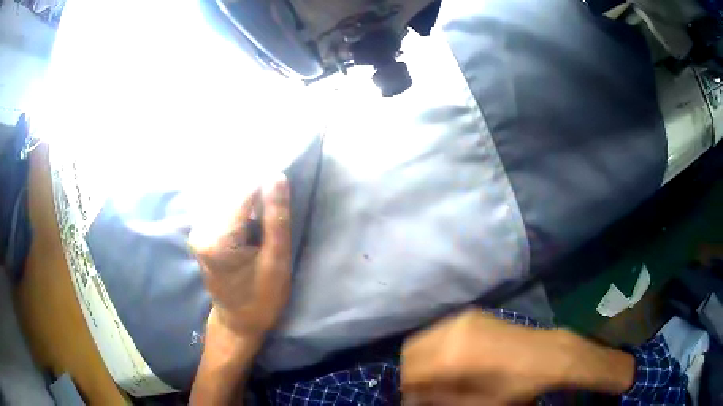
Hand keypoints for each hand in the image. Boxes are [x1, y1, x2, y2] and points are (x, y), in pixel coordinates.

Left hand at [189, 174, 291, 340]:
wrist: (238, 321)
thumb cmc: (261, 297)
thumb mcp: (277, 261)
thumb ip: (275, 218)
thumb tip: (277, 176)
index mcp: (217, 240)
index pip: (242, 194)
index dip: (264, 186)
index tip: (282, 189)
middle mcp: (200, 230)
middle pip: (233, 193)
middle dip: (256, 195)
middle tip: (273, 215)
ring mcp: (198, 231)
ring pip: (228, 198)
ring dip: (249, 203)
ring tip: (262, 224)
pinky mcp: (201, 232)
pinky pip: (223, 208)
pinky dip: (240, 210)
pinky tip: (251, 225)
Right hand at [401, 309, 571, 405]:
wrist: (549, 355)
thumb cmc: (516, 385)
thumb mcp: (478, 403)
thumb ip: (440, 399)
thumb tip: (415, 398)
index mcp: (453, 357)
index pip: (410, 371)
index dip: (408, 389)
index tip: (415, 400)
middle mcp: (453, 332)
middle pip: (411, 350)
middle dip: (412, 371)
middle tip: (424, 389)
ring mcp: (463, 319)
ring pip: (424, 337)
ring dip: (423, 358)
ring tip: (437, 375)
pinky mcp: (472, 314)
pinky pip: (440, 330)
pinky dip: (436, 346)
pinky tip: (451, 359)